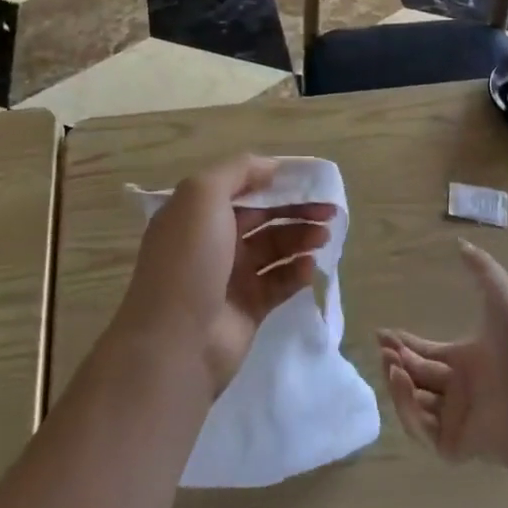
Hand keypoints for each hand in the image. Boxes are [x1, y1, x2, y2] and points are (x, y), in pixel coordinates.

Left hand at [115, 156, 334, 399]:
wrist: (176, 340)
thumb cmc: (189, 260)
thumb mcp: (202, 196)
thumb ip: (237, 171)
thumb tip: (271, 166)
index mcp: (197, 212)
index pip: (242, 187)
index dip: (275, 181)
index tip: (310, 179)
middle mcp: (213, 241)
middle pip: (263, 217)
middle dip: (296, 210)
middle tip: (331, 210)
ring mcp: (231, 276)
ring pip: (275, 248)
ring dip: (301, 238)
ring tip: (325, 237)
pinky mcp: (249, 308)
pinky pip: (279, 282)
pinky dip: (297, 272)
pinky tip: (311, 267)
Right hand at [378, 241, 507, 466]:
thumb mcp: (502, 298)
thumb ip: (483, 270)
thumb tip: (461, 243)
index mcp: (467, 362)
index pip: (426, 353)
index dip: (403, 344)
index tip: (381, 334)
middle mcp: (459, 391)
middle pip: (416, 377)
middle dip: (395, 360)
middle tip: (382, 348)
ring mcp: (456, 420)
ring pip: (414, 404)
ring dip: (397, 384)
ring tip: (392, 364)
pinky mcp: (455, 446)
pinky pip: (423, 431)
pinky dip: (408, 410)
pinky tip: (404, 384)